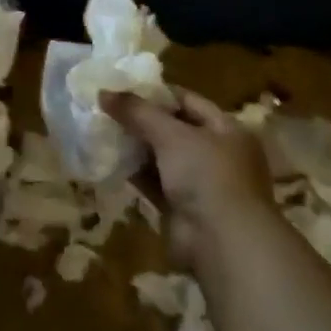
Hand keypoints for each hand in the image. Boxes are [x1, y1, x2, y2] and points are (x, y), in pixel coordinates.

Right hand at [104, 88, 273, 268]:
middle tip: (107, 109)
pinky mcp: (182, 208)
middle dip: (142, 121)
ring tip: (103, 131)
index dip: (156, 94)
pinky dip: (137, 174)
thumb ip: (137, 112)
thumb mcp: (172, 135)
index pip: (188, 101)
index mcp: (227, 129)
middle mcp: (217, 153)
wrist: (222, 242)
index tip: (123, 88)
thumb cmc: (206, 175)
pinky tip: (111, 162)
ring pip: (163, 158)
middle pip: (174, 129)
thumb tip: (103, 92)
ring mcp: (200, 183)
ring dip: (137, 148)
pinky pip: (156, 183)